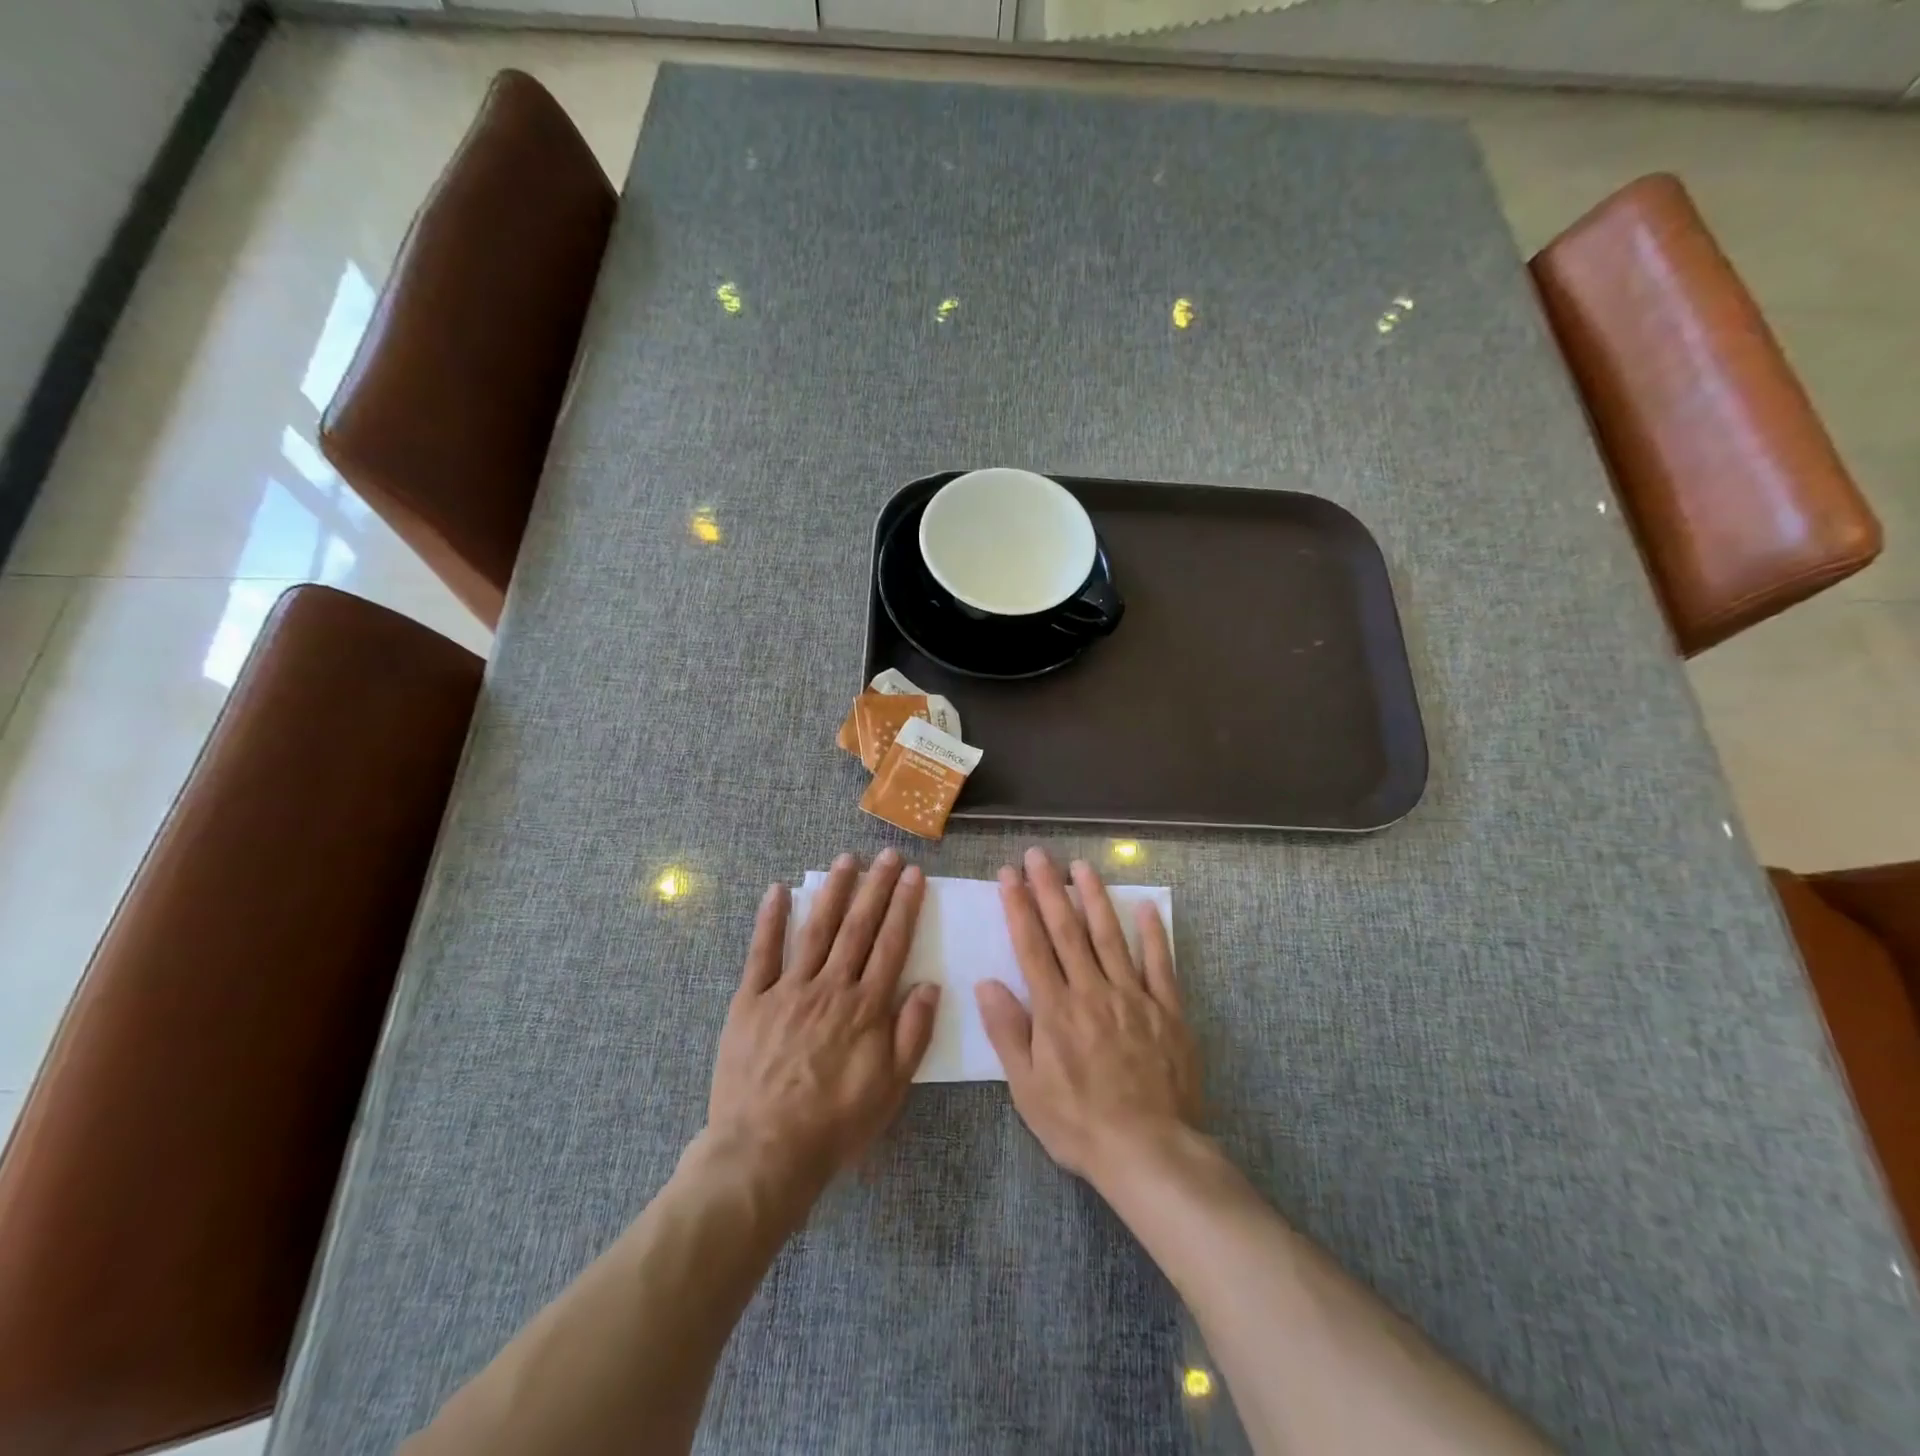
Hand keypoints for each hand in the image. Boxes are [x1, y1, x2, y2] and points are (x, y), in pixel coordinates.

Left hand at [707, 850, 939, 1190]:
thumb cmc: (835, 1124)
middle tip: (888, 854)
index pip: (891, 944)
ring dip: (833, 892)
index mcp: (866, 1008)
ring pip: (816, 930)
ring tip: (846, 860)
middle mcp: (830, 988)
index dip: (904, 907)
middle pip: (858, 927)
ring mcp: (788, 990)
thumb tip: (930, 985)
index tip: (914, 875)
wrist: (765, 1152)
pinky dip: (769, 920)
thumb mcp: (890, 1088)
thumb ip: (912, 1034)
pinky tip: (777, 891)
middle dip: (876, 887)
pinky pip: (761, 953)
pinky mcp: (751, 1001)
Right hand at [977, 847, 1200, 1186]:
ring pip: (1110, 936)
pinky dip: (1153, 934)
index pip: (1032, 945)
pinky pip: (1160, 964)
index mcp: (1055, 1009)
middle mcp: (1092, 991)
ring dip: (1095, 897)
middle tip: (1038, 855)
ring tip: (1082, 866)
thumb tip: (985, 983)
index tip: (1009, 874)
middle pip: (1067, 930)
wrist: (1149, 1151)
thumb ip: (1008, 1032)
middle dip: (1050, 888)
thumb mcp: (1027, 1088)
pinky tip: (1146, 907)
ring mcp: (1133, 996)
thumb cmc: (1079, 1124)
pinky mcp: (1167, 1010)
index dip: (1019, 906)